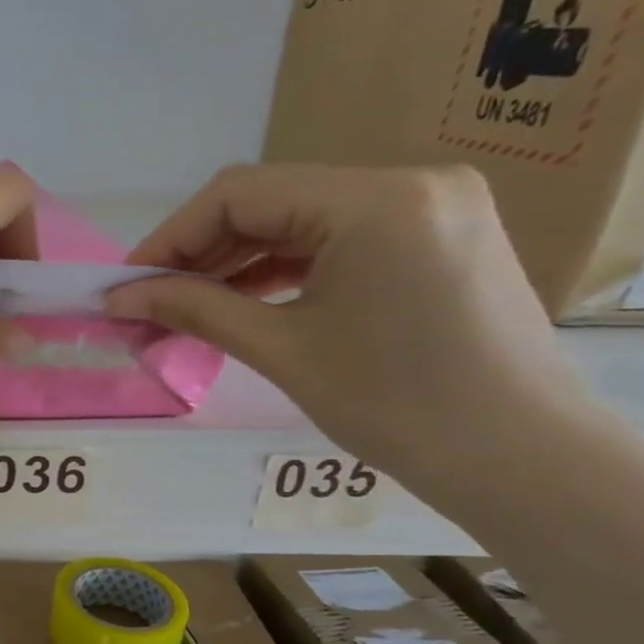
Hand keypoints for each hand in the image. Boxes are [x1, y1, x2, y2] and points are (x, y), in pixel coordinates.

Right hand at [106, 164, 595, 503]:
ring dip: (236, 262)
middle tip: (147, 303)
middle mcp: (409, 183)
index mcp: (376, 201)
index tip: (125, 285)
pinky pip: (338, 239)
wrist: (523, 460)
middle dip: (199, 253)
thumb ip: (195, 310)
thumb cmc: (397, 407)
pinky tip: (241, 301)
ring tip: (184, 308)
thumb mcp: (282, 351)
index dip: (170, 238)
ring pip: (301, 220)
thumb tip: (120, 299)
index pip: (240, 194)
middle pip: (270, 201)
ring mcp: (430, 207)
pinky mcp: (437, 236)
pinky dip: (282, 269)